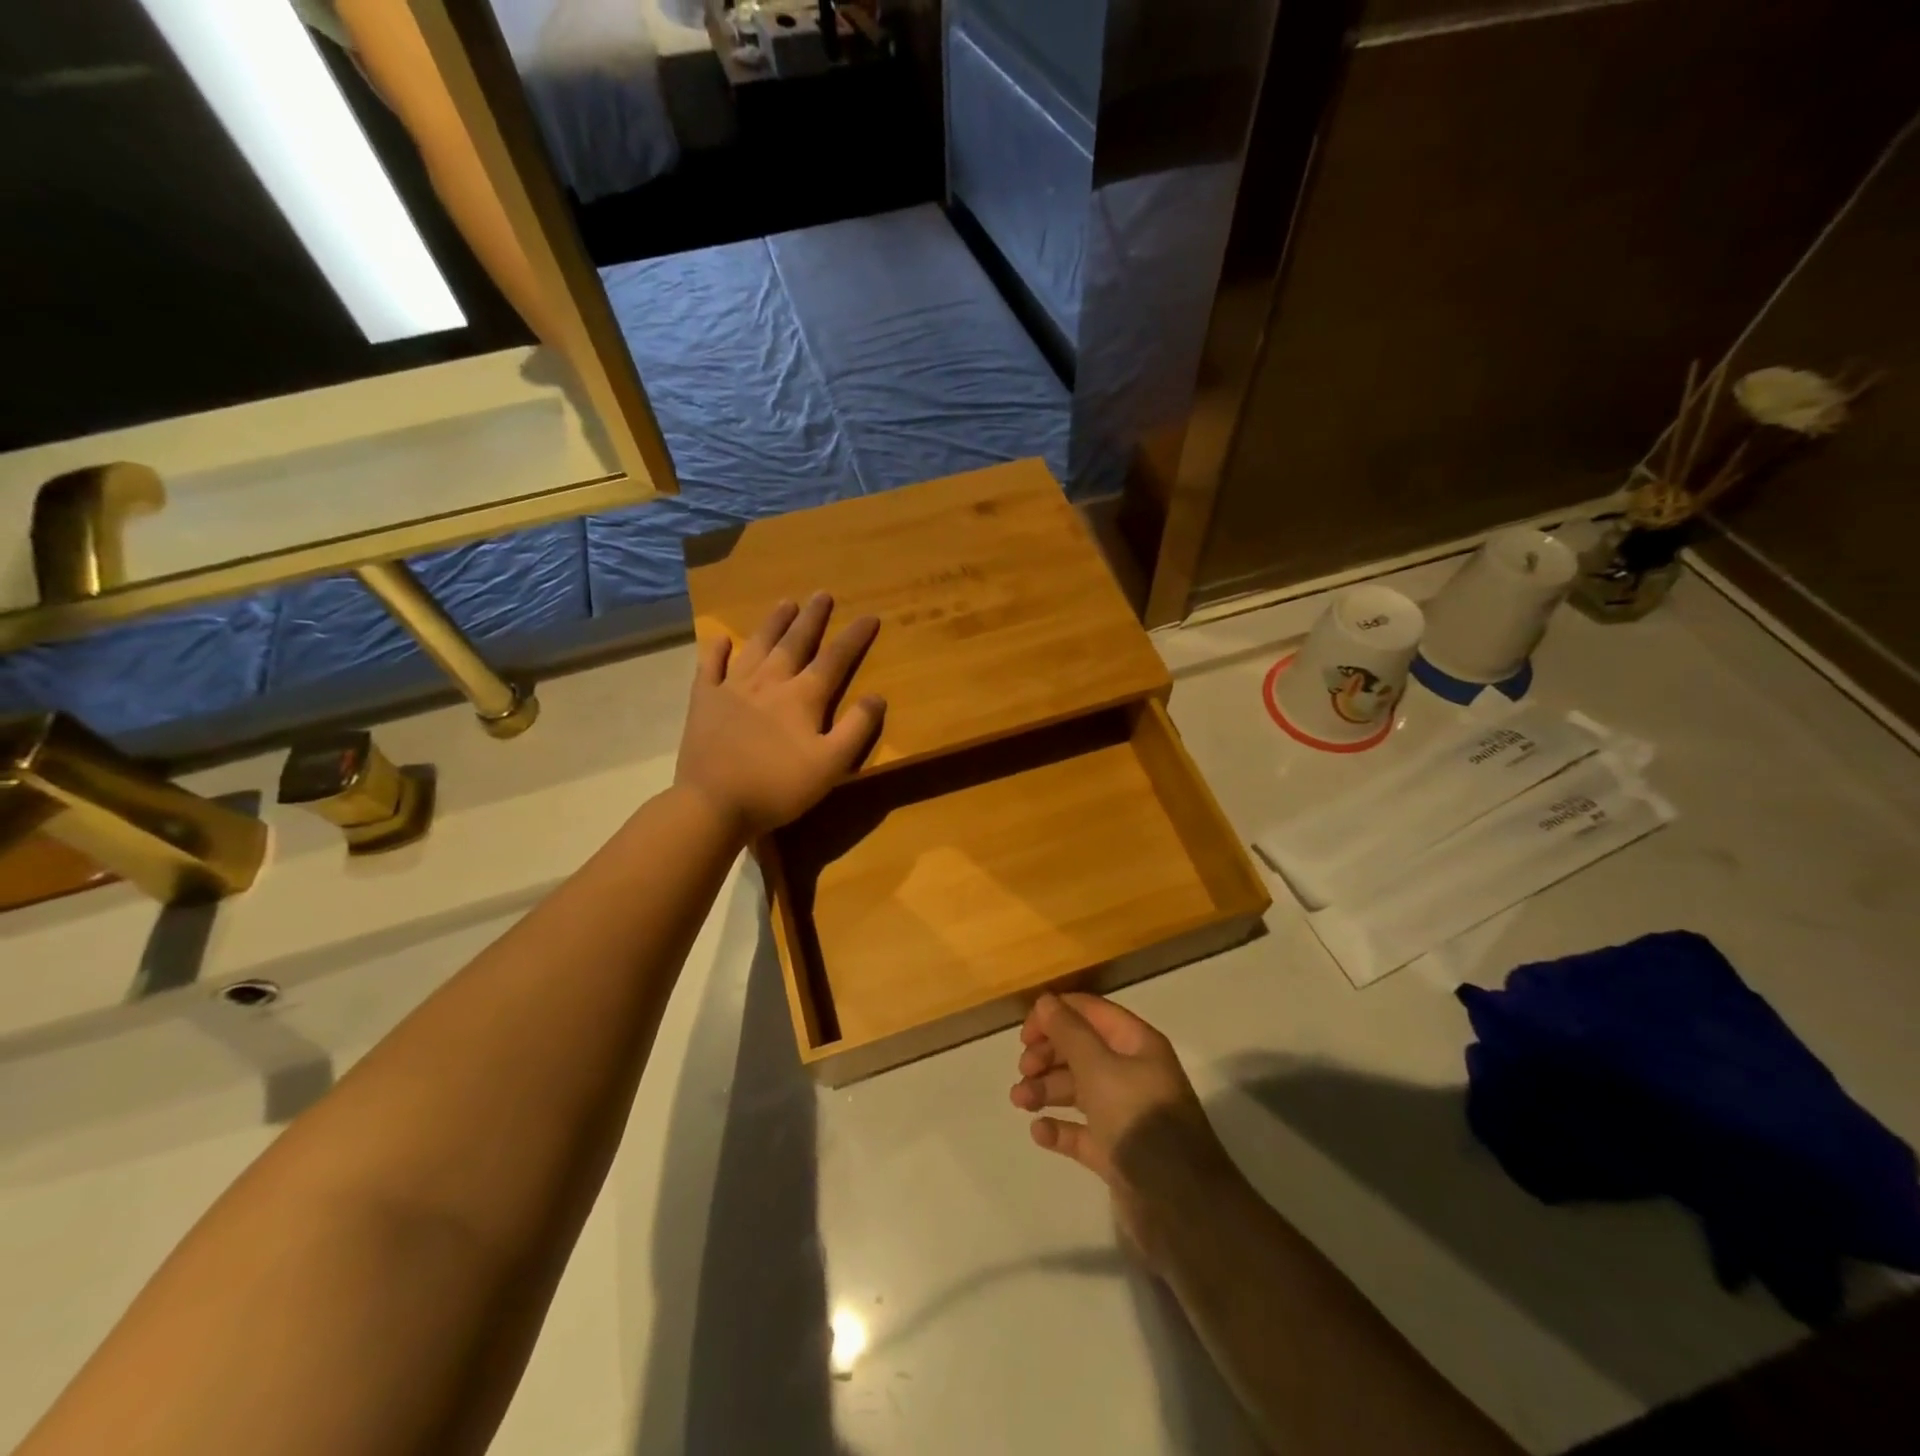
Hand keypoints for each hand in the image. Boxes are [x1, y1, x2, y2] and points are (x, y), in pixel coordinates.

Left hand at [675, 593, 883, 838]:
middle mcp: (769, 682)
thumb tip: (877, 697)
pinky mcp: (704, 702)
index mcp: (802, 697)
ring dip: (773, 623)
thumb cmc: (778, 787)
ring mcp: (732, 688)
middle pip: (795, 643)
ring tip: (785, 602)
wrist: (713, 804)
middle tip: (822, 594)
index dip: (854, 637)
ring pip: (757, 646)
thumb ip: (856, 729)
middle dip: (812, 618)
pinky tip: (721, 639)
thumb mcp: (830, 765)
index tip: (869, 616)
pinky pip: (710, 667)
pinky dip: (716, 651)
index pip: (835, 659)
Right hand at [1012, 993, 1244, 1272]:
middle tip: (1023, 1070)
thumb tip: (1045, 1001)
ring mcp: (1124, 1113)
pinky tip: (1039, 1132)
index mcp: (1136, 1044)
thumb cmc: (1136, 1119)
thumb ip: (1069, 1032)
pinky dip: (1059, 1128)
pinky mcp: (1116, 1150)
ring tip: (1020, 1101)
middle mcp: (1132, 1072)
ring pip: (1077, 1089)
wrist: (1177, 1203)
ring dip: (1046, 1089)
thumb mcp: (1098, 1067)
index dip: (1055, 1015)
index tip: (1024, 1034)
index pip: (1090, 1011)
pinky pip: (1081, 1131)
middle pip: (1081, 1050)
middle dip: (1048, 1055)